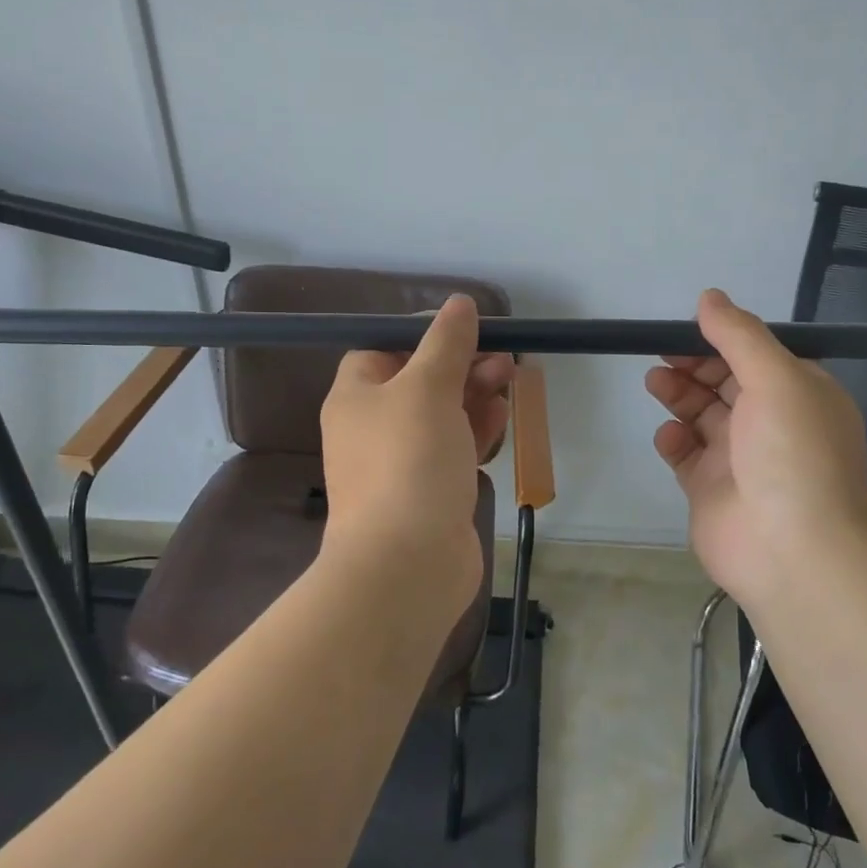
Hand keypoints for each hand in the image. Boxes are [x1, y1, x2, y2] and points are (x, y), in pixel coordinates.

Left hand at [320, 296, 514, 605]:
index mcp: (357, 397)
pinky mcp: (429, 492)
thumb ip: (445, 343)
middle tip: (502, 357)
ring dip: (475, 394)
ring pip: (442, 414)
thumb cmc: (409, 461)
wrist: (406, 564)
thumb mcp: (427, 388)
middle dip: (461, 364)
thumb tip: (458, 303)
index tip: (464, 330)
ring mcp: (401, 463)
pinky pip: (454, 448)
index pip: (382, 348)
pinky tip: (502, 416)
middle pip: (419, 380)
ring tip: (509, 379)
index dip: (421, 335)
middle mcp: (373, 427)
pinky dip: (477, 430)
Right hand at [645, 289, 866, 606]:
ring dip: (679, 396)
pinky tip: (669, 438)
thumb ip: (739, 335)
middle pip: (724, 382)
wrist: (794, 554)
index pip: (755, 355)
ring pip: (701, 415)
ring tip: (657, 384)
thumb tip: (709, 297)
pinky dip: (674, 441)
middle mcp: (771, 424)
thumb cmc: (793, 455)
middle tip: (662, 356)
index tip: (685, 329)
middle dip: (693, 365)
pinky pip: (686, 455)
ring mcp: (739, 459)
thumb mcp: (776, 379)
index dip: (720, 339)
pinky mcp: (710, 490)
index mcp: (799, 394)